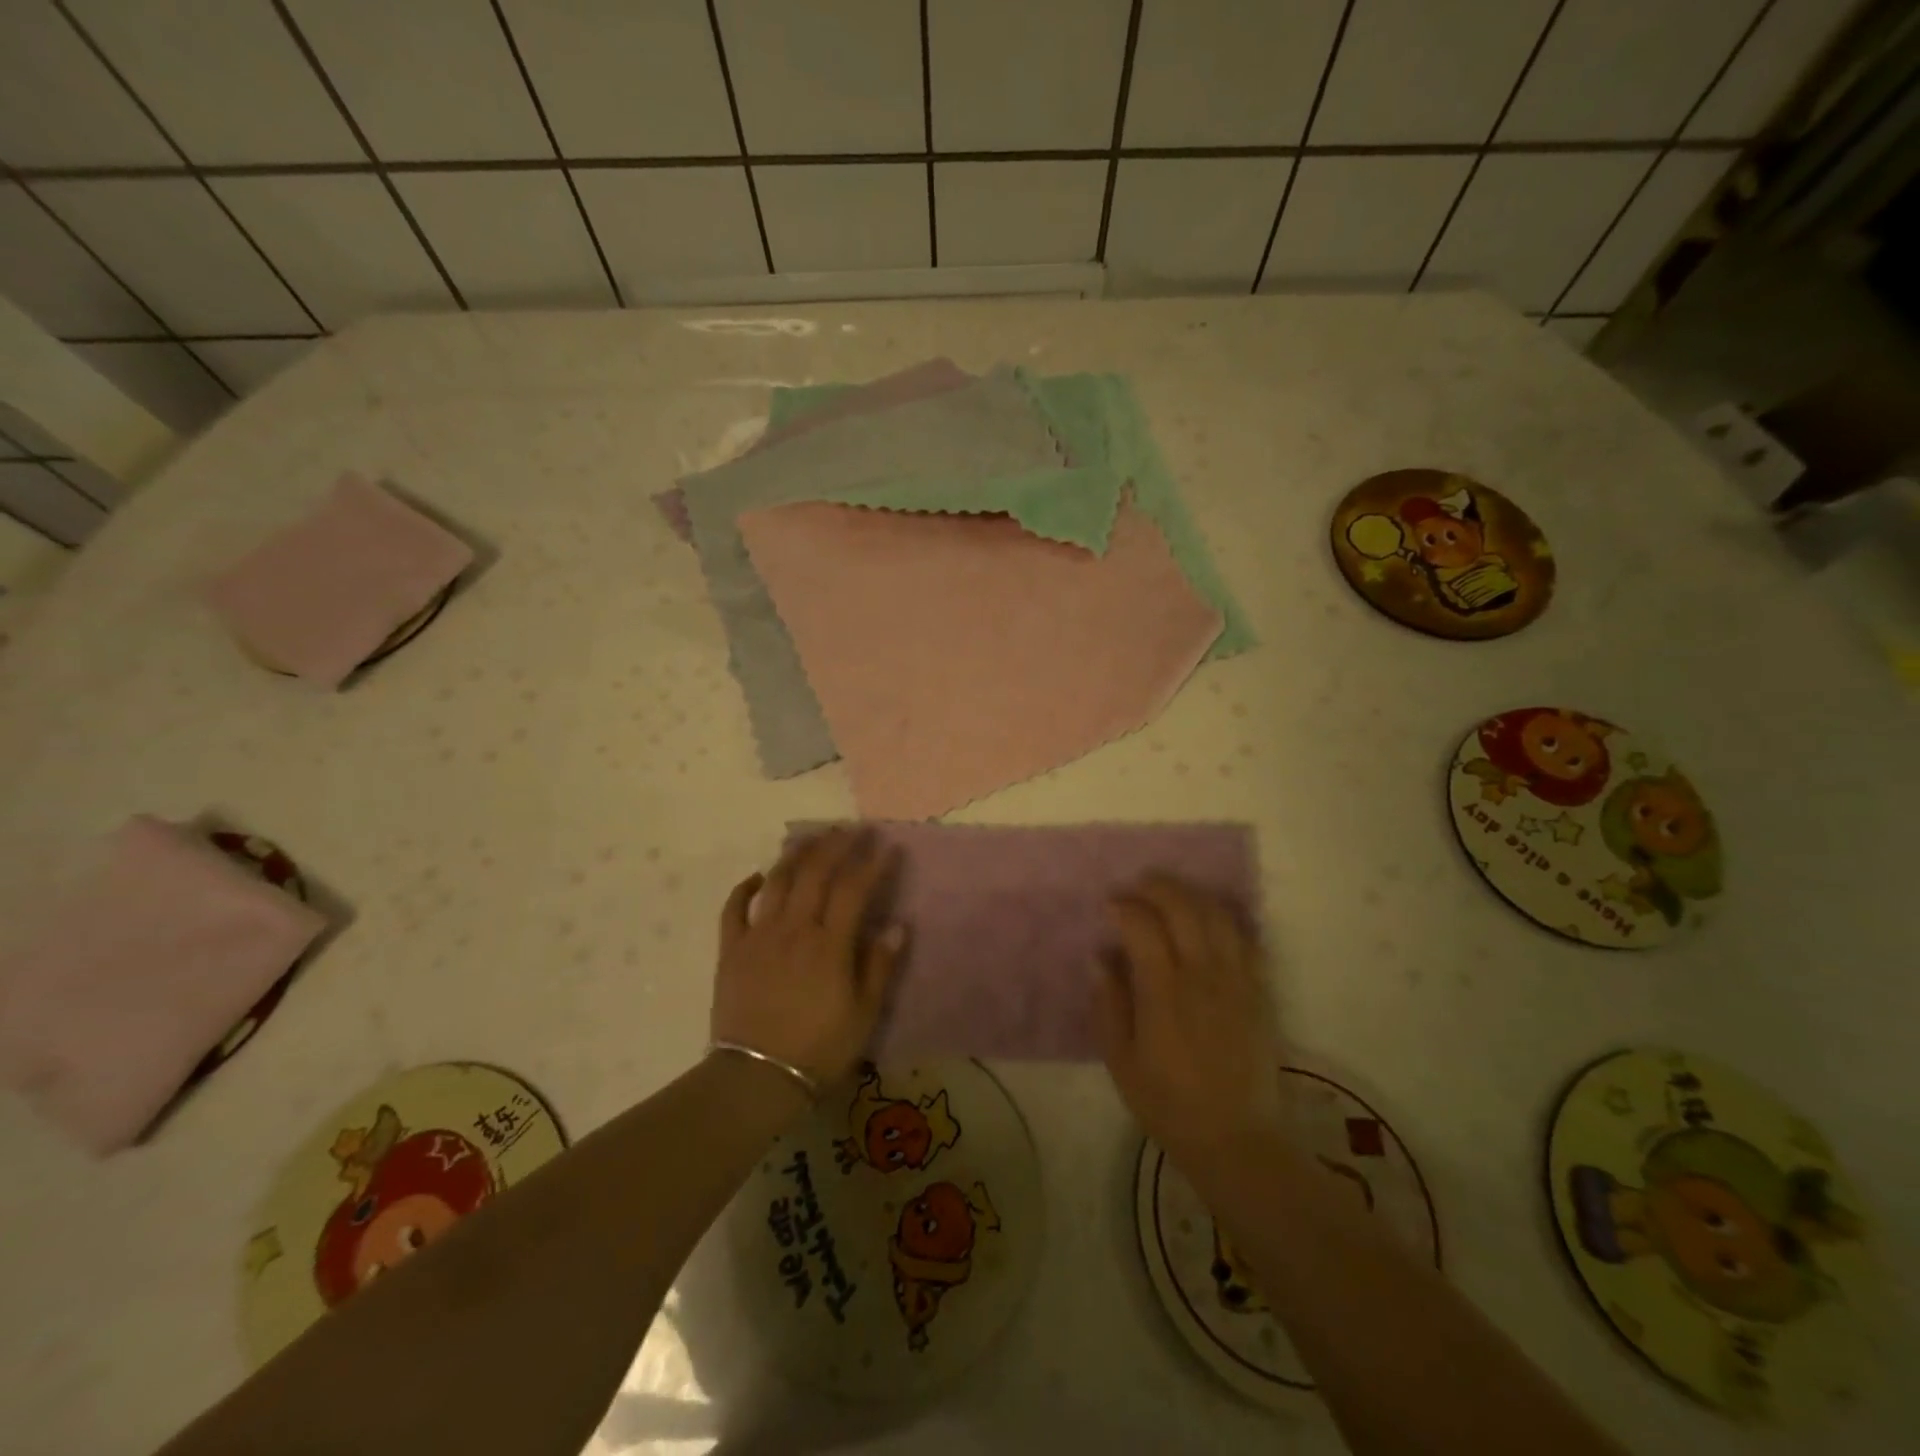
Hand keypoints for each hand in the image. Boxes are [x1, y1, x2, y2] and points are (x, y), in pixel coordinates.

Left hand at [711, 829, 906, 1089]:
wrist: (755, 1078)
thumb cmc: (817, 1049)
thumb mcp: (863, 1014)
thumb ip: (879, 966)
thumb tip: (897, 925)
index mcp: (829, 945)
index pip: (853, 889)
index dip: (871, 864)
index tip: (887, 845)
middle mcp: (794, 929)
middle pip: (815, 873)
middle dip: (836, 845)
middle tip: (852, 829)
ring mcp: (758, 936)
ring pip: (777, 881)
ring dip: (796, 854)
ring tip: (811, 838)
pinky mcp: (731, 950)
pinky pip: (734, 909)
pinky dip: (746, 887)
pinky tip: (758, 876)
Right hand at [1095, 874, 1285, 1172]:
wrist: (1235, 1139)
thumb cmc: (1168, 1103)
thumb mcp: (1121, 1060)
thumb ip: (1108, 1004)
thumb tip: (1099, 957)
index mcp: (1164, 992)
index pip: (1143, 926)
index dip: (1124, 906)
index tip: (1110, 905)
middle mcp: (1203, 975)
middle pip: (1184, 908)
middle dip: (1158, 887)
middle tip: (1138, 886)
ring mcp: (1237, 981)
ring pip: (1218, 916)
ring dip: (1193, 896)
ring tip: (1172, 896)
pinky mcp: (1259, 992)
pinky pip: (1246, 940)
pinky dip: (1226, 920)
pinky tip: (1210, 922)